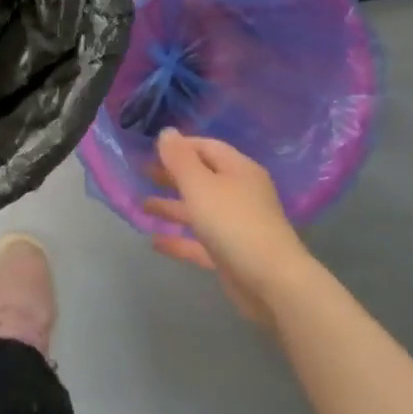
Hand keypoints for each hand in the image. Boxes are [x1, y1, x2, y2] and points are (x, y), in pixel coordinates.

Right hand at [145, 130, 306, 329]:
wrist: (271, 281)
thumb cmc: (233, 223)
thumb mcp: (200, 185)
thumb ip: (180, 159)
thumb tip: (167, 132)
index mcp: (238, 170)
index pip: (207, 147)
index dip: (180, 146)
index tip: (150, 149)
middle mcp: (240, 194)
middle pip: (202, 177)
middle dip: (172, 175)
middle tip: (141, 173)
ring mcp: (237, 226)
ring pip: (199, 210)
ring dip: (172, 206)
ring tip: (142, 206)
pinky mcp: (231, 254)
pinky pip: (200, 242)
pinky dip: (179, 239)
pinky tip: (155, 242)